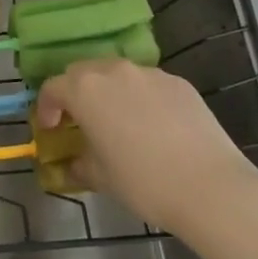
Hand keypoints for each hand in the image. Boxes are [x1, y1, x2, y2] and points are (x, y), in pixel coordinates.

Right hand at [36, 59, 257, 232]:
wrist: (211, 187)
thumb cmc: (144, 182)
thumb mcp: (102, 178)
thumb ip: (79, 164)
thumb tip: (72, 165)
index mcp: (86, 90)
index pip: (53, 87)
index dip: (46, 107)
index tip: (51, 128)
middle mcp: (114, 71)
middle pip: (83, 72)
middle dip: (76, 92)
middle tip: (80, 120)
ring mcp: (149, 74)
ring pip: (118, 74)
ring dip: (109, 92)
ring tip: (119, 121)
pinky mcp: (179, 82)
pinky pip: (149, 84)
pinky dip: (141, 97)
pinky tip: (154, 126)